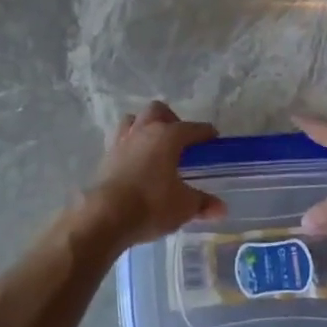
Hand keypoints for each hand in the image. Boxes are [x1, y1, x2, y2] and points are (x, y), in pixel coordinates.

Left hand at [81, 102, 226, 249]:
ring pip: (134, 120)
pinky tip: (136, 162)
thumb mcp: (184, 206)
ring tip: (154, 146)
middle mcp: (144, 131)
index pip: (192, 128)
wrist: (106, 215)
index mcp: (167, 135)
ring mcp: (122, 141)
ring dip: (145, 127)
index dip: (206, 133)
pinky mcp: (106, 156)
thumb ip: (202, 203)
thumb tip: (220, 208)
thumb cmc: (152, 204)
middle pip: (158, 111)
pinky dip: (130, 145)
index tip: (213, 138)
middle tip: (180, 140)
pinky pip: (120, 140)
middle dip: (172, 120)